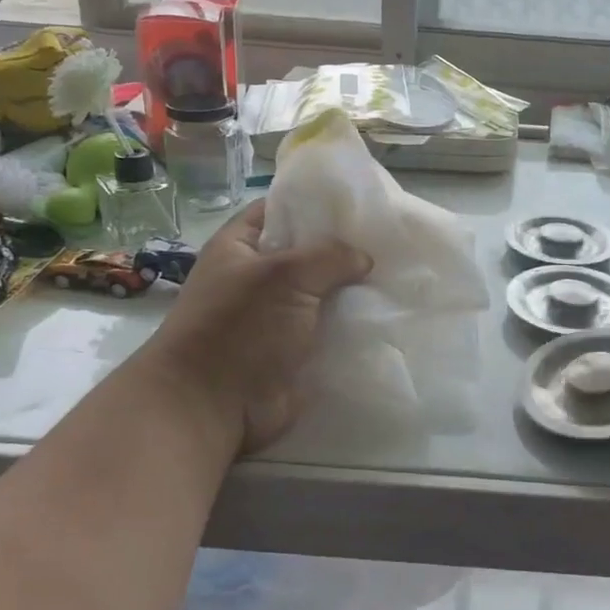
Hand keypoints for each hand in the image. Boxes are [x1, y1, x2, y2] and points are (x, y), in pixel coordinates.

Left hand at [141, 201, 370, 454]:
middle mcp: (257, 278)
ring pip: (323, 293)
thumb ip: (329, 256)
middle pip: (308, 253)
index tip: (360, 203)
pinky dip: (353, 326)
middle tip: (391, 240)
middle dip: (345, 249)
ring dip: (353, 290)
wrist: (211, 407)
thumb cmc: (238, 328)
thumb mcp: (285, 275)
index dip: (315, 202)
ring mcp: (275, 317)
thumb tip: (363, 259)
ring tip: (398, 275)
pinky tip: (388, 315)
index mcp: (240, 247)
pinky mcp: (292, 351)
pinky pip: (329, 330)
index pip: (280, 209)